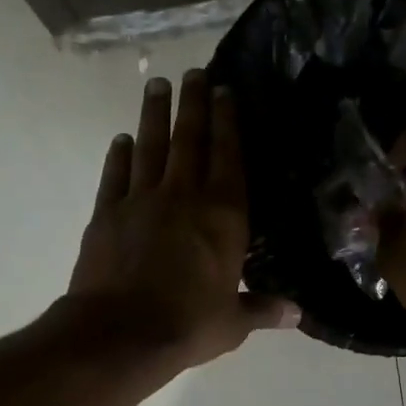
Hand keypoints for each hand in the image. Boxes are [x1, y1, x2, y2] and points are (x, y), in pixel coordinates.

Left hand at [67, 70, 298, 371]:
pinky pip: (115, 175)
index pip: (229, 157)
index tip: (225, 91)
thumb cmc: (187, 326)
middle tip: (194, 72)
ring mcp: (141, 201)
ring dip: (154, 114)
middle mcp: (184, 196)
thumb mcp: (233, 322)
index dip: (228, 122)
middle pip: (190, 140)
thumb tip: (298, 314)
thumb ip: (263, 309)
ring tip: (157, 84)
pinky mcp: (107, 213)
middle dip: (193, 103)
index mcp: (223, 216)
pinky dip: (119, 155)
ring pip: (150, 147)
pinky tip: (122, 140)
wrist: (120, 333)